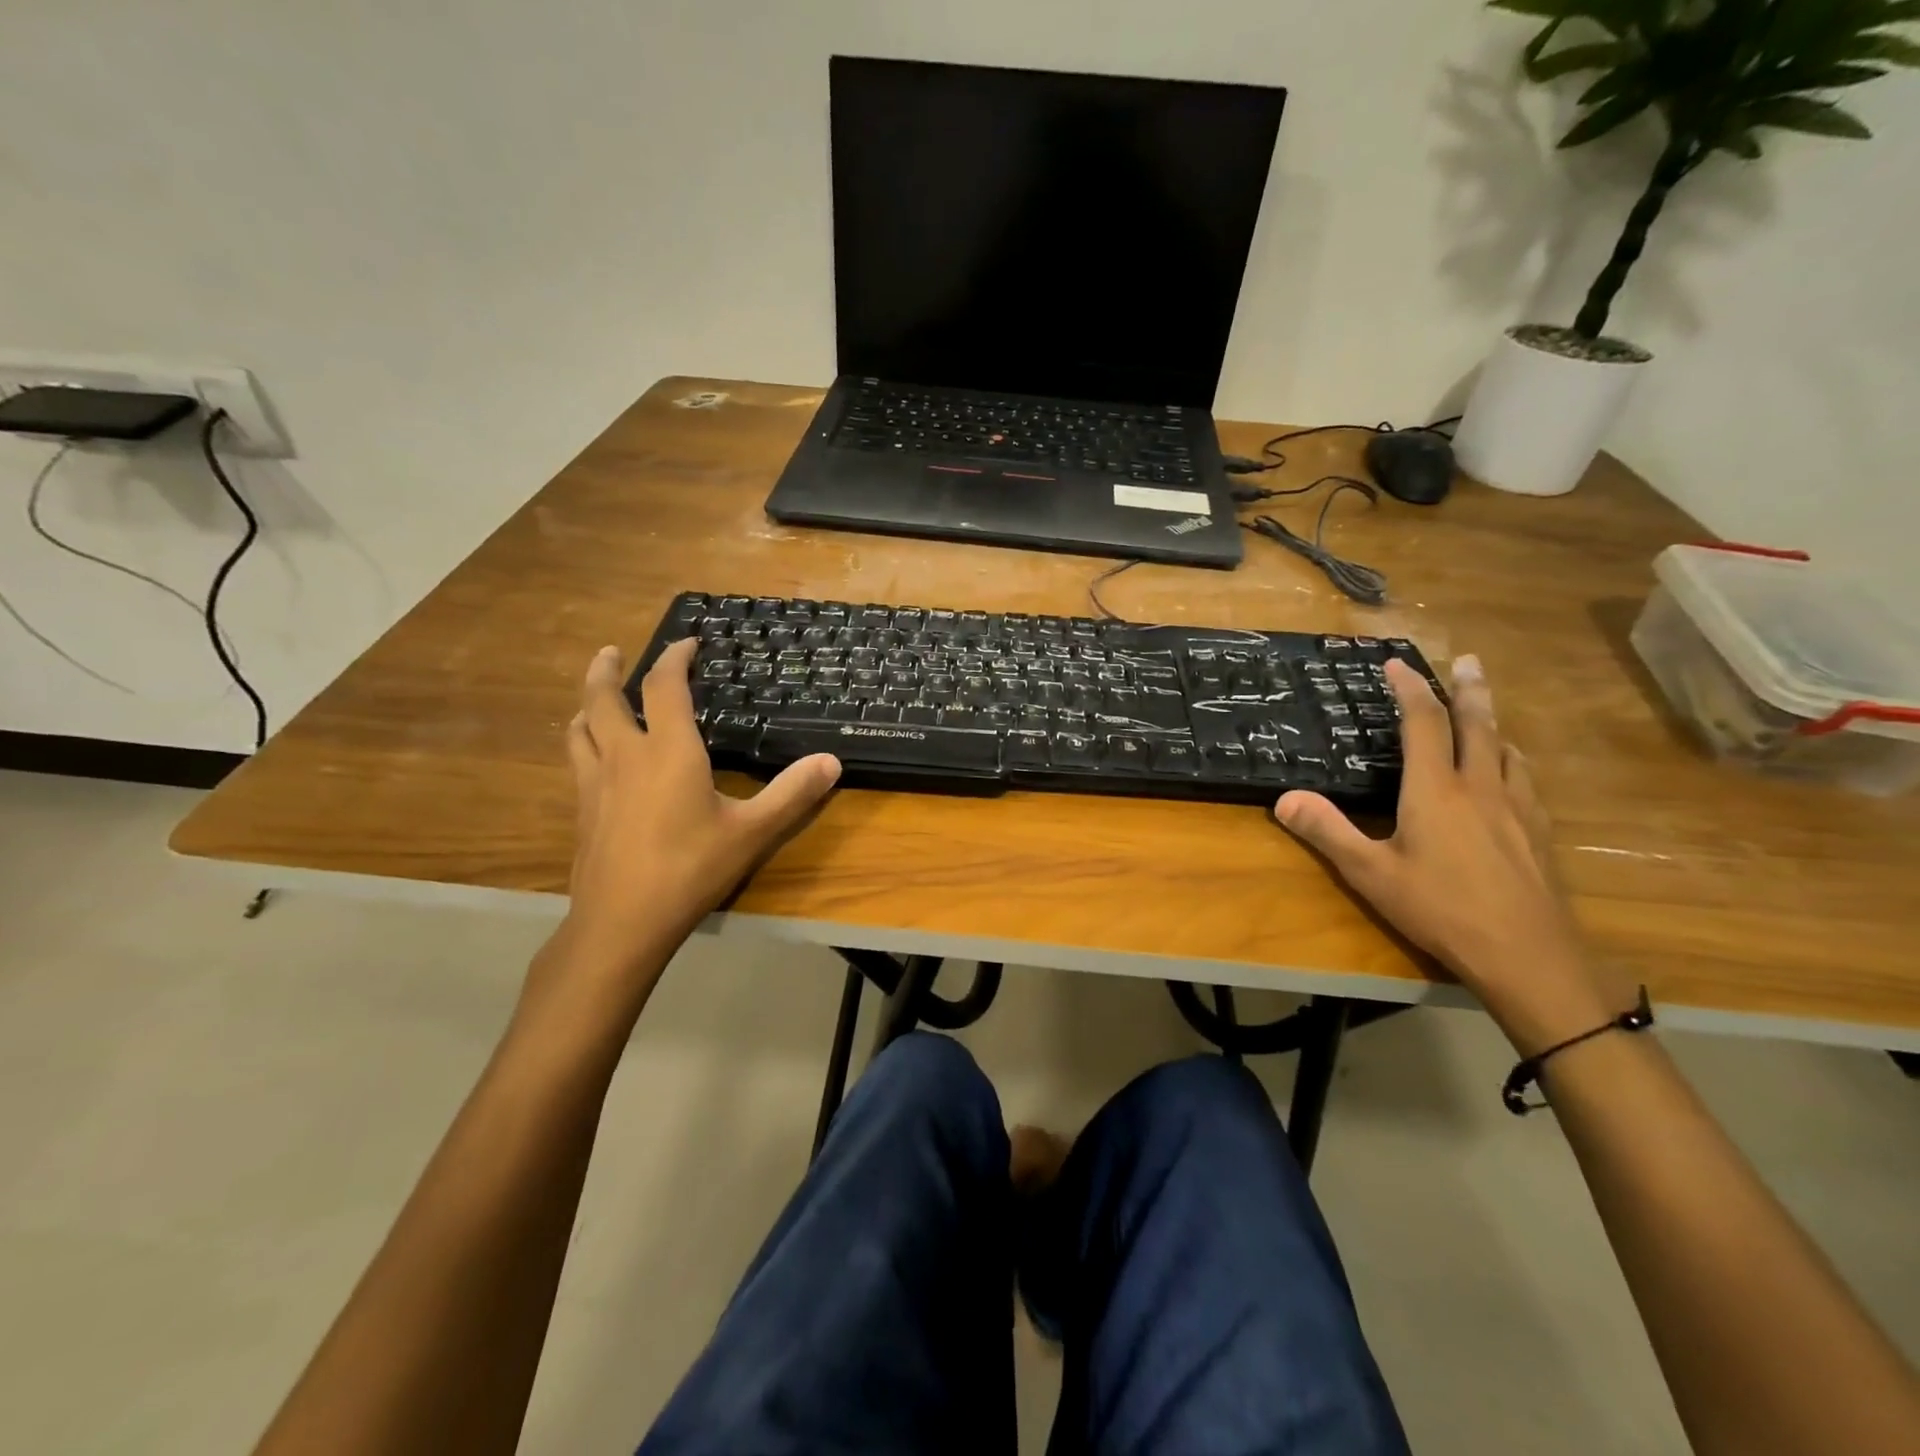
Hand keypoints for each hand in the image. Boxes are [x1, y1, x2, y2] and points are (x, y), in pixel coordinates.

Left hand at [556, 638, 840, 996]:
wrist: (622, 921)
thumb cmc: (690, 869)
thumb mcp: (752, 832)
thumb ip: (792, 794)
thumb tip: (832, 762)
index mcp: (668, 751)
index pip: (664, 686)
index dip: (674, 658)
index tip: (687, 643)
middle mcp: (625, 756)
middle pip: (603, 697)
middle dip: (607, 669)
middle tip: (612, 652)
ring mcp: (595, 783)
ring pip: (580, 727)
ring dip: (588, 704)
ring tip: (596, 699)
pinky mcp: (581, 810)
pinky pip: (575, 759)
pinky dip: (582, 741)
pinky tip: (593, 758)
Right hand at [1273, 655, 1634, 1052]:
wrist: (1529, 956)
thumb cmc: (1441, 911)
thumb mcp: (1371, 874)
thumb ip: (1327, 832)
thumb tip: (1283, 799)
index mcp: (1436, 791)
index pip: (1424, 725)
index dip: (1410, 690)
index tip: (1398, 664)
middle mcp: (1480, 788)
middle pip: (1478, 725)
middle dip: (1469, 689)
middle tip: (1468, 660)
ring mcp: (1517, 809)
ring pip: (1507, 750)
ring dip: (1493, 722)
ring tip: (1486, 710)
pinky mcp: (1538, 833)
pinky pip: (1524, 780)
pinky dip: (1511, 760)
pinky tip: (1511, 773)